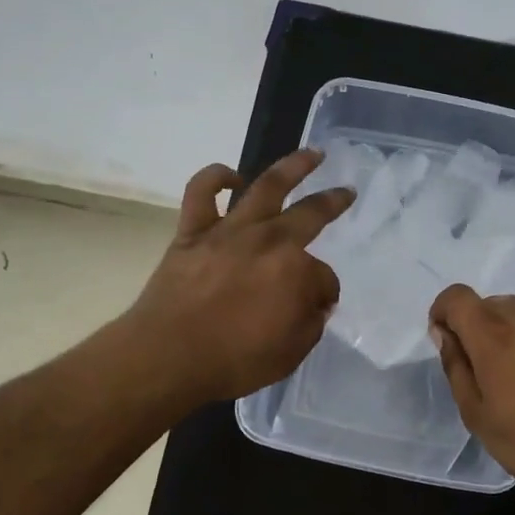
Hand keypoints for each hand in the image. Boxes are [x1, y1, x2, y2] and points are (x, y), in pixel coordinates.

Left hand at [125, 150, 353, 405]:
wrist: (168, 356)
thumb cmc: (234, 360)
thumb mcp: (291, 353)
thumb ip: (311, 322)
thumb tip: (316, 302)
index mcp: (296, 271)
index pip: (324, 276)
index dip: (324, 293)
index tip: (318, 306)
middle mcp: (268, 241)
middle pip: (310, 214)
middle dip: (333, 201)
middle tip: (346, 190)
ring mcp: (229, 231)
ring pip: (265, 187)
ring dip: (292, 166)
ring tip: (311, 154)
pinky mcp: (193, 232)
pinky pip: (201, 193)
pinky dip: (215, 178)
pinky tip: (230, 176)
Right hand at [428, 219, 514, 507]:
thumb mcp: (478, 418)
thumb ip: (456, 368)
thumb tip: (444, 332)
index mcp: (491, 337)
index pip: (456, 299)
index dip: (443, 314)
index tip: (446, 341)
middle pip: (491, 305)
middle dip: (479, 328)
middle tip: (489, 372)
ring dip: (512, 323)